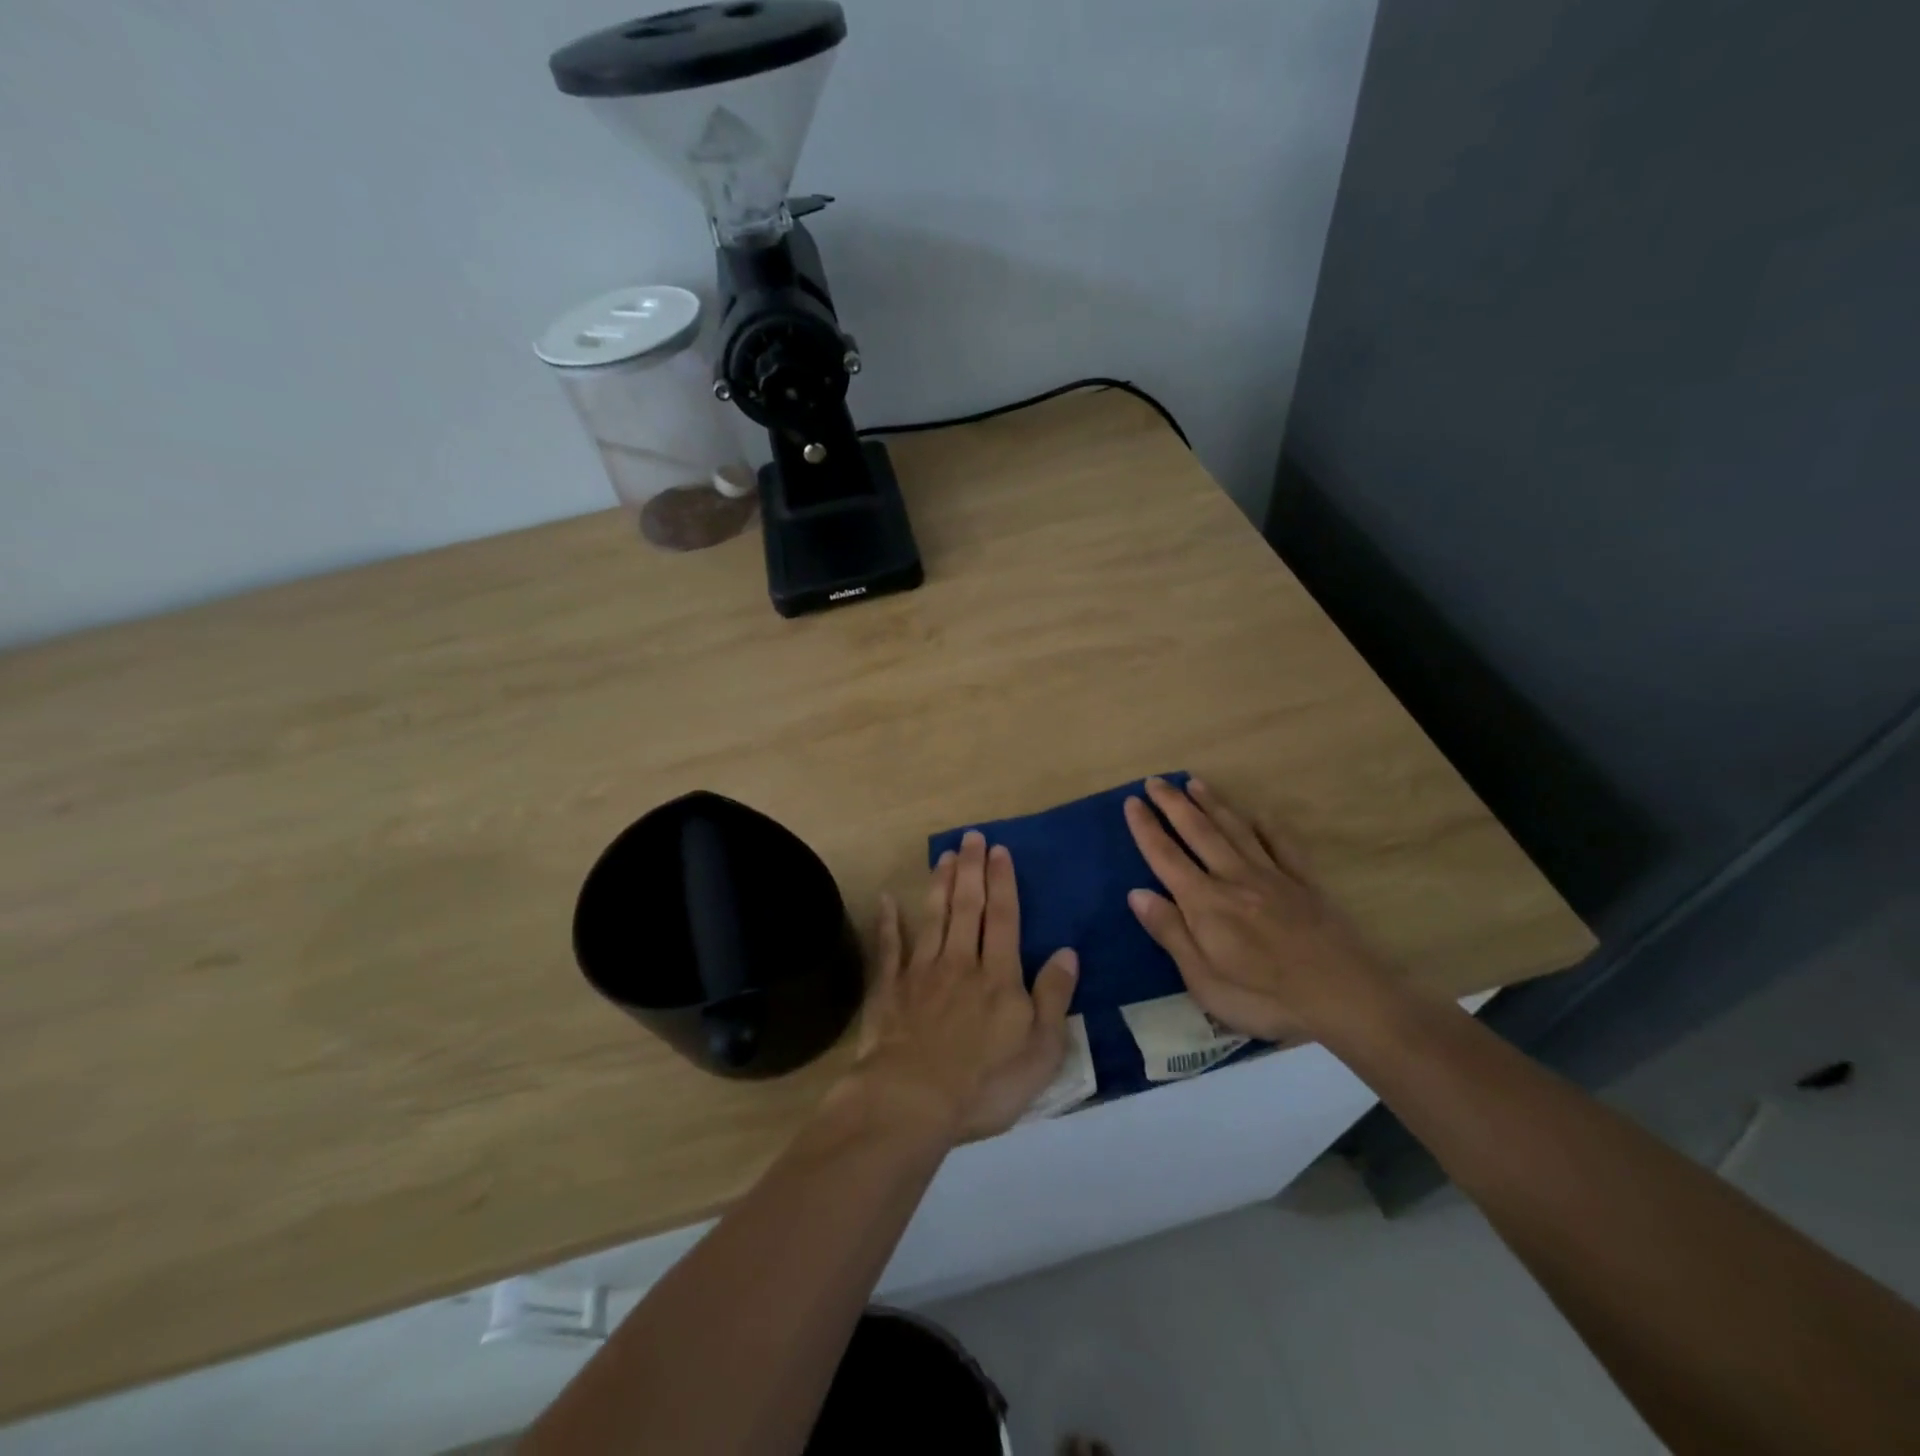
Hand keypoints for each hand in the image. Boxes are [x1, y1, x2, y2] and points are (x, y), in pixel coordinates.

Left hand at [850, 831, 1078, 1141]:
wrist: (913, 1100)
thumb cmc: (985, 1082)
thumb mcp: (1040, 1049)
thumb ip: (1054, 997)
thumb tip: (1067, 952)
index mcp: (998, 976)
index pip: (1004, 918)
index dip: (1003, 882)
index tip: (999, 850)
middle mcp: (960, 962)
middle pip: (968, 907)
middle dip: (971, 869)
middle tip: (972, 837)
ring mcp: (921, 973)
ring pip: (933, 918)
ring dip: (939, 884)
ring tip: (944, 855)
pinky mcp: (890, 990)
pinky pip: (889, 948)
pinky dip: (888, 923)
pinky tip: (887, 899)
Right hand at [1123, 777, 1391, 1041]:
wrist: (1345, 997)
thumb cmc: (1265, 998)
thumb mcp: (1204, 980)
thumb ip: (1171, 933)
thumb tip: (1136, 893)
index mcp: (1205, 902)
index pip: (1166, 856)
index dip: (1146, 828)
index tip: (1131, 802)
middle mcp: (1235, 878)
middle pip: (1198, 832)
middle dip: (1173, 804)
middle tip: (1155, 780)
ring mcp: (1273, 877)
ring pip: (1236, 830)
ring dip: (1213, 804)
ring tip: (1194, 782)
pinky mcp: (1305, 884)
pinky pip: (1283, 846)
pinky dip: (1269, 827)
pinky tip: (1260, 814)